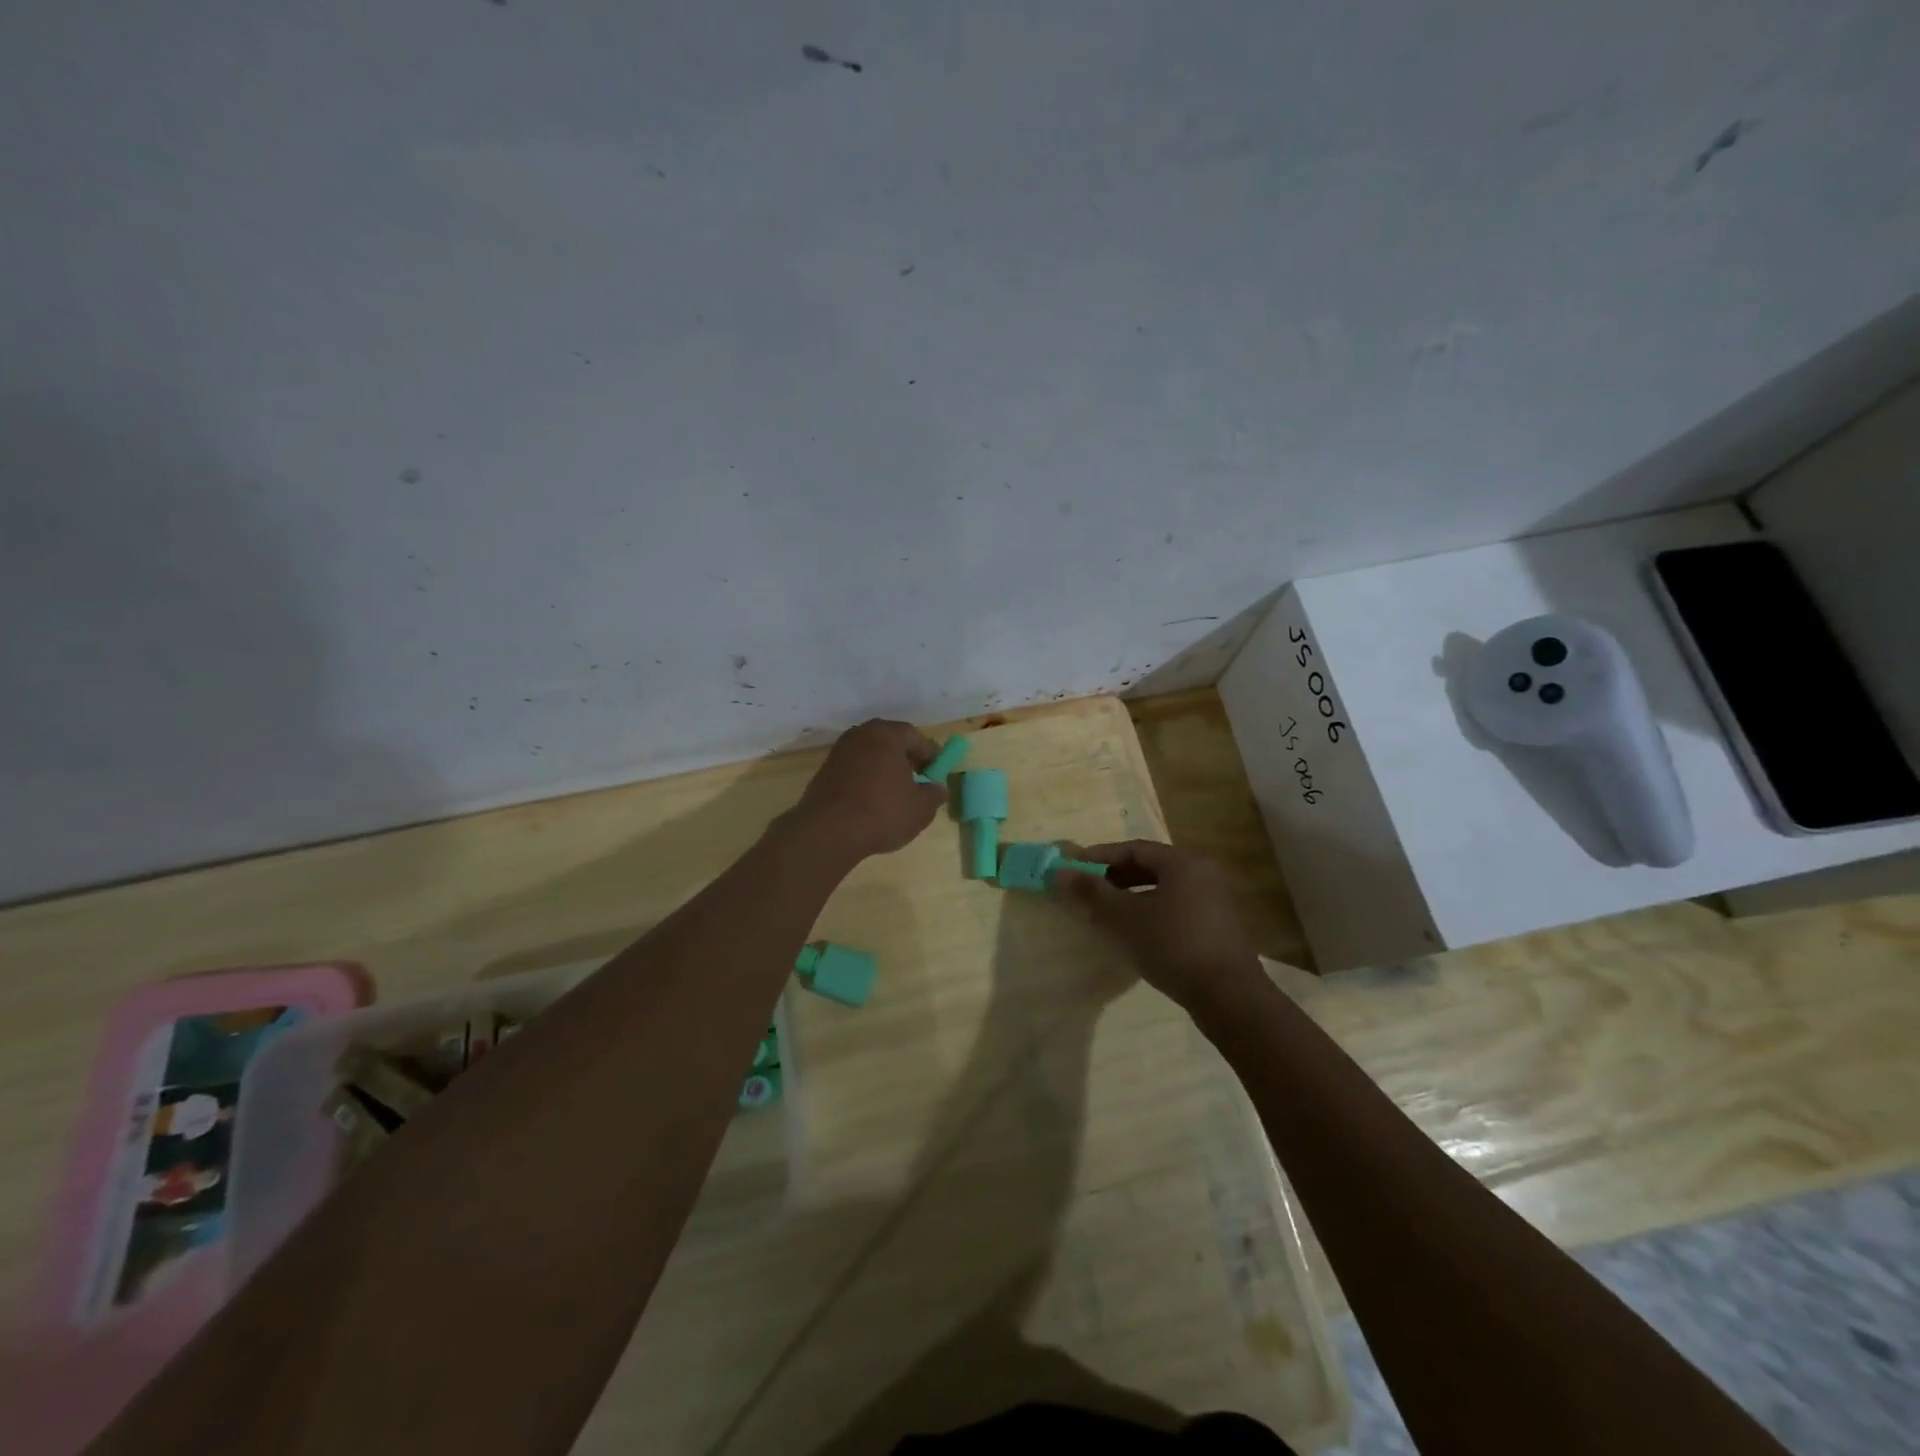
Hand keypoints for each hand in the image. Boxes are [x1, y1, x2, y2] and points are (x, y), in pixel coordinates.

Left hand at [787, 719, 946, 861]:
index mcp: (886, 734)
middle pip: (890, 742)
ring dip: (884, 770)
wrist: (828, 831)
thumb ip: (934, 794)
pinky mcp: (824, 772)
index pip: (915, 736)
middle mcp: (860, 735)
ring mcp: (838, 752)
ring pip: (870, 756)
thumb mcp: (921, 808)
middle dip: (906, 759)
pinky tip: (872, 801)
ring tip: (896, 793)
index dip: (930, 754)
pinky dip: (866, 780)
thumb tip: (937, 788)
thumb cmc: (882, 812)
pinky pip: (854, 770)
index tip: (938, 771)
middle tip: (918, 779)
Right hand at [1053, 841, 1263, 1013]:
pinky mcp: (1217, 925)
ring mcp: (1214, 899)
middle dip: (1114, 877)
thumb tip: (1060, 872)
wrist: (1229, 997)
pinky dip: (1150, 912)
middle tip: (1087, 891)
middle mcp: (1203, 872)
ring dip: (1131, 897)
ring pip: (1162, 888)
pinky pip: (1176, 906)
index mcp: (1183, 862)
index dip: (1099, 857)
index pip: (1133, 849)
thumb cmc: (1173, 946)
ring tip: (1105, 914)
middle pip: (1149, 866)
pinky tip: (1134, 932)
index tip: (1073, 868)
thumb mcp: (1126, 918)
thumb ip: (1093, 892)